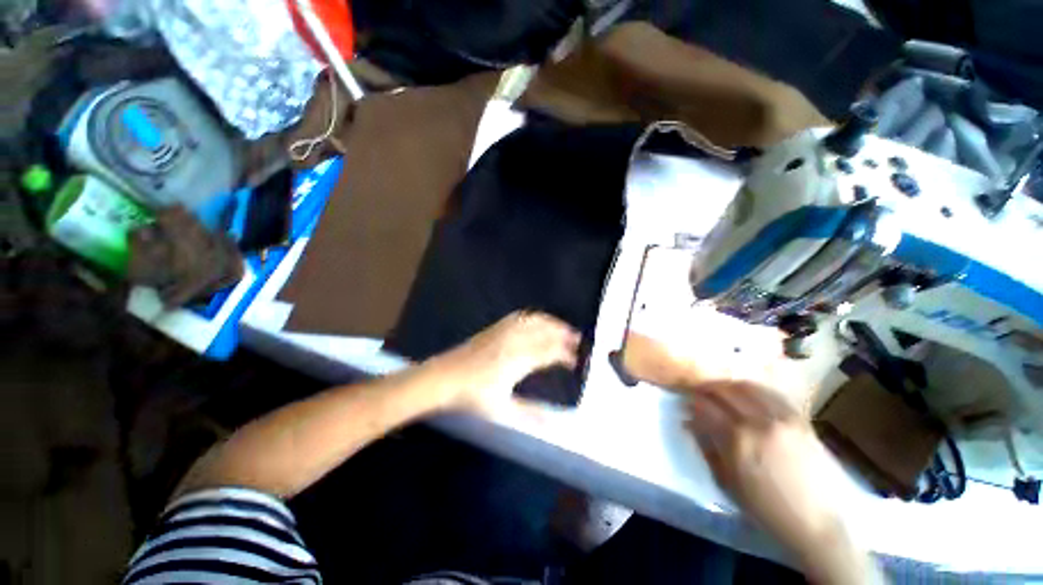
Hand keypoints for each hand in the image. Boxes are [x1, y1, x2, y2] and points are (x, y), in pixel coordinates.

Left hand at [430, 311, 580, 413]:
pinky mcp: (494, 328)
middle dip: (565, 334)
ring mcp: (503, 331)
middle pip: (546, 331)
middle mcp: (514, 341)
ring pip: (534, 320)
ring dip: (552, 323)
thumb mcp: (502, 410)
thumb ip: (530, 415)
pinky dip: (535, 317)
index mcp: (519, 360)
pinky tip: (537, 321)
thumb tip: (555, 423)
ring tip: (563, 329)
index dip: (568, 354)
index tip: (578, 361)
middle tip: (579, 341)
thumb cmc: (472, 396)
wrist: (443, 377)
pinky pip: (520, 317)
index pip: (551, 351)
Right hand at [685, 381, 874, 583]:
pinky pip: (771, 394)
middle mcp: (758, 422)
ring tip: (721, 392)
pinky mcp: (800, 420)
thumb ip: (706, 446)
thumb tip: (688, 422)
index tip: (685, 403)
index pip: (705, 407)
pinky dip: (754, 390)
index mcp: (737, 440)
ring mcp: (782, 418)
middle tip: (699, 394)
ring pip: (747, 387)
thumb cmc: (764, 508)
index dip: (691, 402)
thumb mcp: (725, 482)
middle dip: (706, 389)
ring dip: (728, 386)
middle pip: (724, 391)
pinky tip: (747, 395)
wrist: (815, 522)